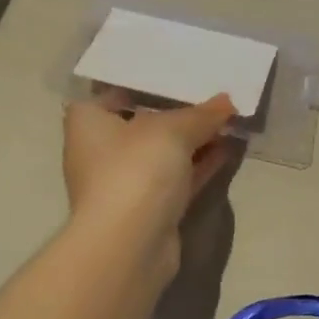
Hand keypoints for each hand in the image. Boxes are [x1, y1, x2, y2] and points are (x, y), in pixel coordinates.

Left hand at [62, 93, 239, 269]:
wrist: (130, 244)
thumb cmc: (136, 169)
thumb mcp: (172, 129)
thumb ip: (202, 113)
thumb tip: (228, 101)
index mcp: (88, 122)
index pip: (114, 92)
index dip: (145, 82)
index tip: (176, 73)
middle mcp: (101, 151)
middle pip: (144, 122)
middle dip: (178, 111)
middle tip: (212, 92)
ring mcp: (125, 182)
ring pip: (164, 153)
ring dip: (195, 139)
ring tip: (230, 118)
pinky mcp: (149, 208)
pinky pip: (178, 177)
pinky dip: (200, 163)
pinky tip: (228, 147)